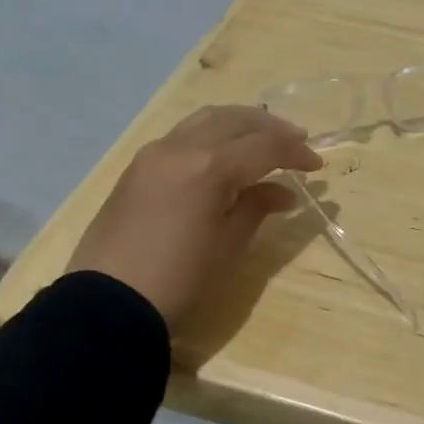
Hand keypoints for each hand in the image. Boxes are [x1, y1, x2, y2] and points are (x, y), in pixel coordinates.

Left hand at [70, 106, 322, 328]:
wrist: (106, 304)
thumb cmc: (178, 279)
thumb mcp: (228, 245)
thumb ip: (257, 207)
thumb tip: (284, 192)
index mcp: (209, 166)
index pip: (264, 146)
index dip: (295, 153)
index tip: (317, 166)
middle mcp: (181, 146)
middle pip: (235, 120)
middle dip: (270, 127)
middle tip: (296, 141)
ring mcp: (155, 152)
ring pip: (206, 118)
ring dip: (240, 123)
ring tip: (262, 138)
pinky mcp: (138, 165)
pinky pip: (183, 133)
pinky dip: (212, 133)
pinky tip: (224, 152)